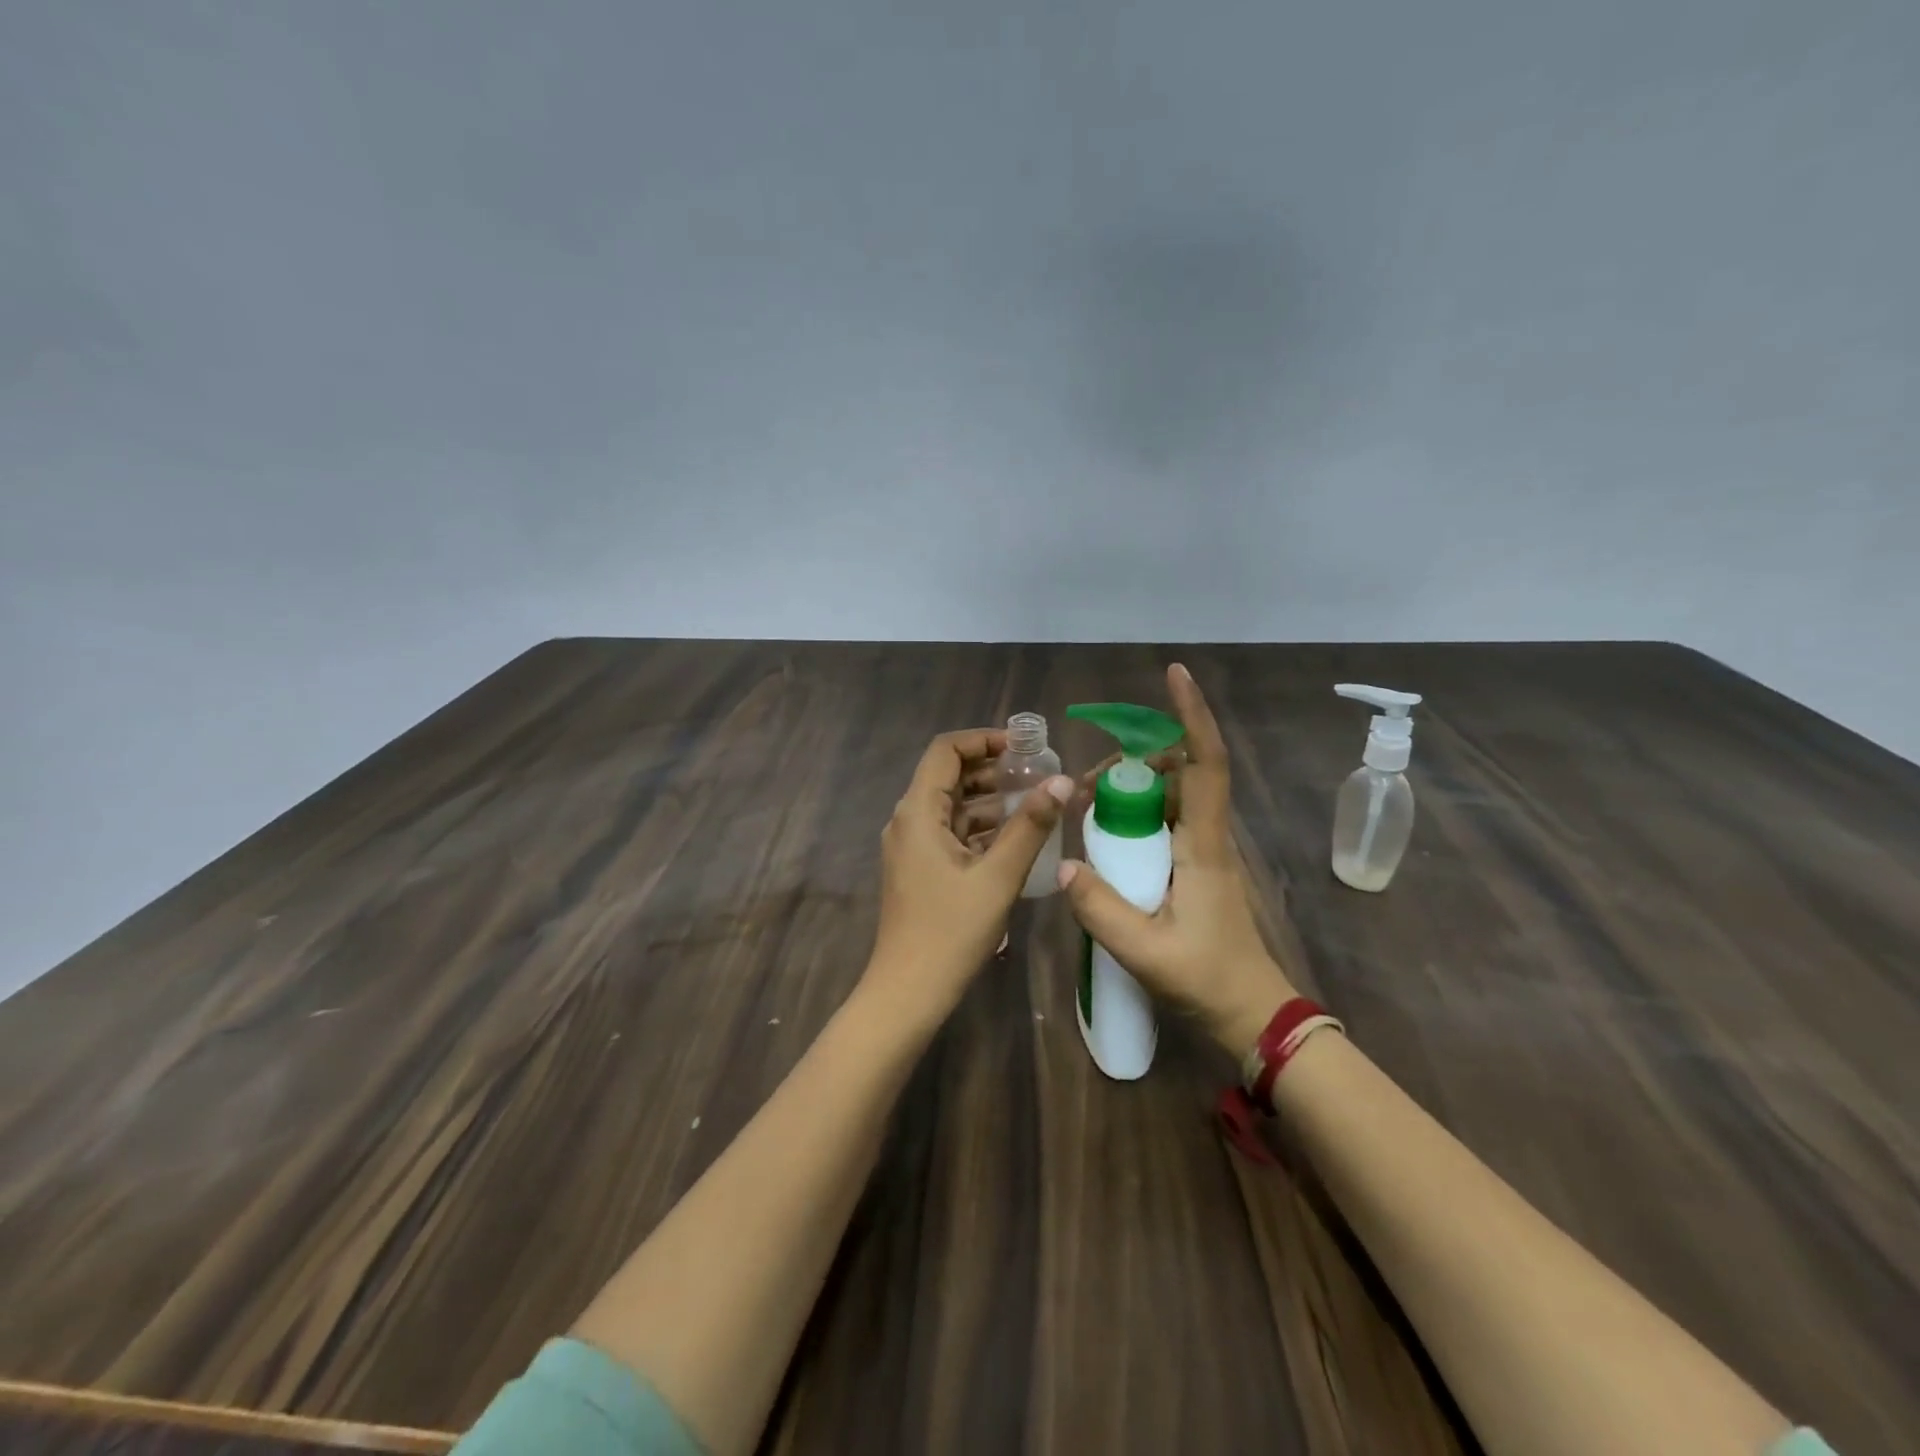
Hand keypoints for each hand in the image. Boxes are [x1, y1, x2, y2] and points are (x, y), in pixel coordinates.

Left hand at [864, 727, 1071, 1026]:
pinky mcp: (921, 868)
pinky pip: (952, 833)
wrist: (909, 991)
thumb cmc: (951, 931)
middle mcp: (909, 820)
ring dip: (991, 800)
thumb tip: (1061, 781)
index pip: (946, 750)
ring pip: (953, 807)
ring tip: (1036, 803)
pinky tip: (1017, 838)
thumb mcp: (998, 876)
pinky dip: (982, 828)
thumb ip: (1030, 826)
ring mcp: (913, 846)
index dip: (983, 740)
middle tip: (1038, 774)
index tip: (1024, 748)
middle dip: (993, 770)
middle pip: (949, 776)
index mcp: (918, 811)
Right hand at [1057, 663, 1296, 1056]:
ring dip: (1135, 788)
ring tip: (1090, 808)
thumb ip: (1100, 909)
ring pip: (1173, 795)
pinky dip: (1138, 813)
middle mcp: (1209, 836)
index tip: (1175, 676)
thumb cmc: (1206, 979)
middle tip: (1091, 785)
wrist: (1251, 1014)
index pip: (1206, 764)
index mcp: (1204, 844)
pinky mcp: (1197, 867)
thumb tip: (1064, 866)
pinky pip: (1167, 821)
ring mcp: (1205, 851)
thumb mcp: (1145, 950)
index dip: (1192, 716)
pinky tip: (1108, 837)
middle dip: (1139, 760)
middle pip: (1183, 771)